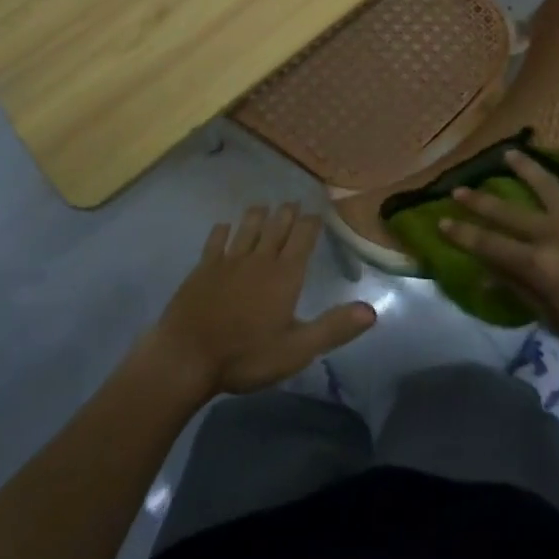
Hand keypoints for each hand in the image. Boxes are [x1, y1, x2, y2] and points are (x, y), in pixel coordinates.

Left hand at [140, 204, 376, 399]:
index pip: (303, 237)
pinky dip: (223, 230)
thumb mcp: (297, 349)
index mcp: (285, 275)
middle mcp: (259, 258)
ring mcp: (228, 260)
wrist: (187, 356)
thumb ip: (333, 328)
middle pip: (276, 226)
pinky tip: (224, 227)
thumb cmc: (246, 356)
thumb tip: (371, 311)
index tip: (318, 211)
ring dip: (257, 214)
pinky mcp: (203, 267)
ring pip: (247, 226)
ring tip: (264, 207)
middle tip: (293, 203)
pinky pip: (216, 240)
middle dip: (287, 213)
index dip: (312, 222)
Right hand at [445, 149, 558, 382]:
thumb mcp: (555, 322)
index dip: (462, 234)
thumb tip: (485, 276)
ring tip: (508, 154)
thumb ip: (520, 293)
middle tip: (459, 188)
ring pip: (546, 184)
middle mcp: (555, 234)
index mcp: (539, 266)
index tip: (441, 221)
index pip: (489, 245)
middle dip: (479, 201)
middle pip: (508, 213)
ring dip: (524, 167)